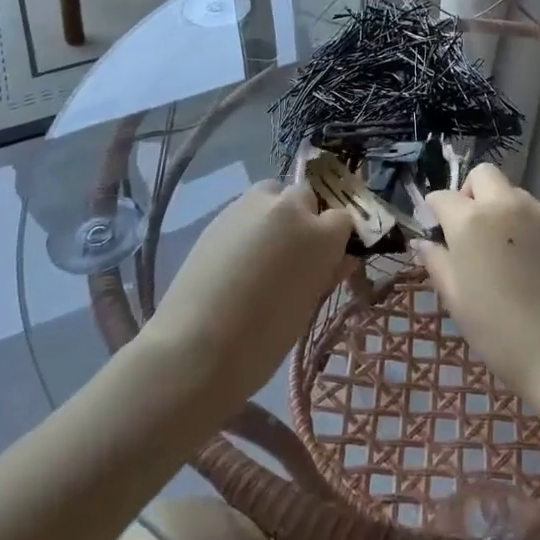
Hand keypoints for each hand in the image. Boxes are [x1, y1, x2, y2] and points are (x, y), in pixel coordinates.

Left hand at [142, 181, 352, 408]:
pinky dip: (249, 224)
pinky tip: (236, 257)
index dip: (336, 238)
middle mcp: (290, 207)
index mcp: (321, 234)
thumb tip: (341, 259)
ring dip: (275, 214)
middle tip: (293, 254)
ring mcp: (252, 205)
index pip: (342, 218)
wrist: (196, 345)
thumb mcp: (307, 307)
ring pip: (273, 194)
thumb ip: (326, 274)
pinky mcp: (221, 213)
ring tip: (262, 251)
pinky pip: (246, 209)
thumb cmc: (264, 338)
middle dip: (305, 217)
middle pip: (306, 197)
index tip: (327, 259)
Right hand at [419, 165, 539, 403]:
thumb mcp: (456, 298)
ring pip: (510, 190)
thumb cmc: (498, 329)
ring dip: (497, 205)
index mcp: (470, 221)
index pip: (443, 197)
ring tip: (498, 244)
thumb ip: (436, 262)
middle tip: (468, 227)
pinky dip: (521, 220)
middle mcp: (503, 205)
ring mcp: (537, 213)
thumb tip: (423, 242)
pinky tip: (523, 255)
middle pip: (482, 175)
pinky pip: (533, 210)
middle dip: (469, 192)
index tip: (435, 229)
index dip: (434, 210)